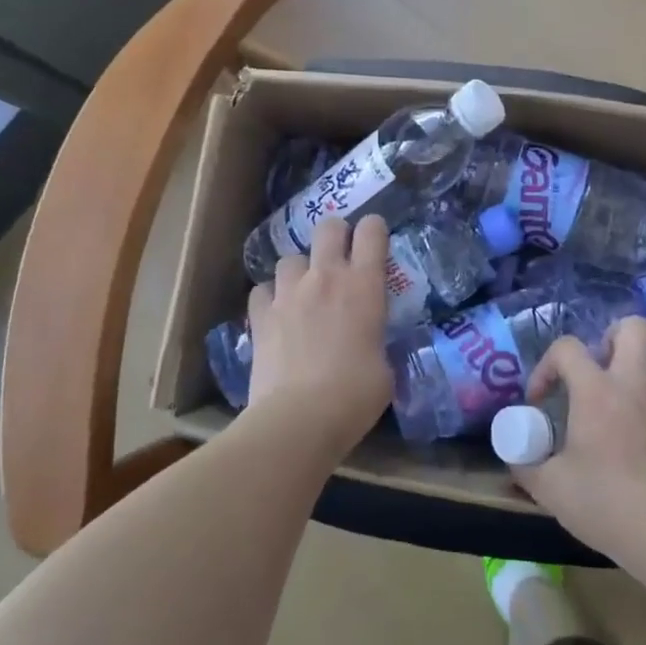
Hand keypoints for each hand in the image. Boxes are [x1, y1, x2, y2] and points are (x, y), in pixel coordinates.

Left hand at [245, 215, 392, 456]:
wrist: (300, 417)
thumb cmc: (355, 395)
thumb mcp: (385, 366)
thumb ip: (376, 340)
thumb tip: (369, 342)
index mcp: (364, 285)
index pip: (371, 231)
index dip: (374, 230)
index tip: (375, 241)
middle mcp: (326, 277)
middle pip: (327, 227)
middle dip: (335, 235)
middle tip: (339, 258)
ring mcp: (288, 293)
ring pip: (290, 258)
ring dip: (300, 270)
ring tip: (303, 292)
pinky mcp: (260, 315)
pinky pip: (262, 290)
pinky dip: (270, 297)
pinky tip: (276, 314)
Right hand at [512, 317, 645, 562]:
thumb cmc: (607, 506)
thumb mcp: (550, 489)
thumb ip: (526, 465)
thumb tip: (515, 456)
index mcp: (596, 392)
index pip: (568, 347)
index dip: (547, 366)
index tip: (541, 398)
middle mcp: (635, 383)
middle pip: (632, 327)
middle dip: (609, 338)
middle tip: (595, 369)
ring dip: (639, 358)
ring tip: (622, 387)